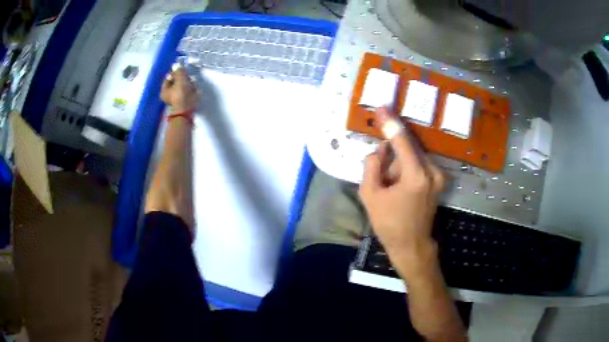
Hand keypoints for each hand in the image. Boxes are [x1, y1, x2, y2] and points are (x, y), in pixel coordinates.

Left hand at [160, 67, 199, 113]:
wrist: (187, 110)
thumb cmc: (181, 94)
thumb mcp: (180, 79)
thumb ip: (180, 71)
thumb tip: (179, 66)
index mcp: (164, 90)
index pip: (169, 77)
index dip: (176, 72)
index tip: (182, 70)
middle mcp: (168, 95)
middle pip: (176, 82)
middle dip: (183, 78)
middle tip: (188, 77)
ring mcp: (176, 99)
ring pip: (182, 86)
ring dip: (188, 83)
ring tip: (192, 84)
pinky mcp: (184, 102)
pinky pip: (187, 92)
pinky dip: (191, 89)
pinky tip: (194, 89)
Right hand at [359, 107, 444, 279]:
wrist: (411, 244)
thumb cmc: (389, 223)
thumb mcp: (370, 195)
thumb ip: (372, 165)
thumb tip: (380, 149)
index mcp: (416, 176)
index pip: (402, 141)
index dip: (390, 123)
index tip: (382, 107)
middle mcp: (432, 171)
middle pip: (408, 147)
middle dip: (392, 154)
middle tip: (381, 173)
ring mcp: (438, 176)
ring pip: (413, 155)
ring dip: (399, 163)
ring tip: (391, 186)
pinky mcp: (438, 180)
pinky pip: (419, 163)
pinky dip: (407, 167)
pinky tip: (399, 185)